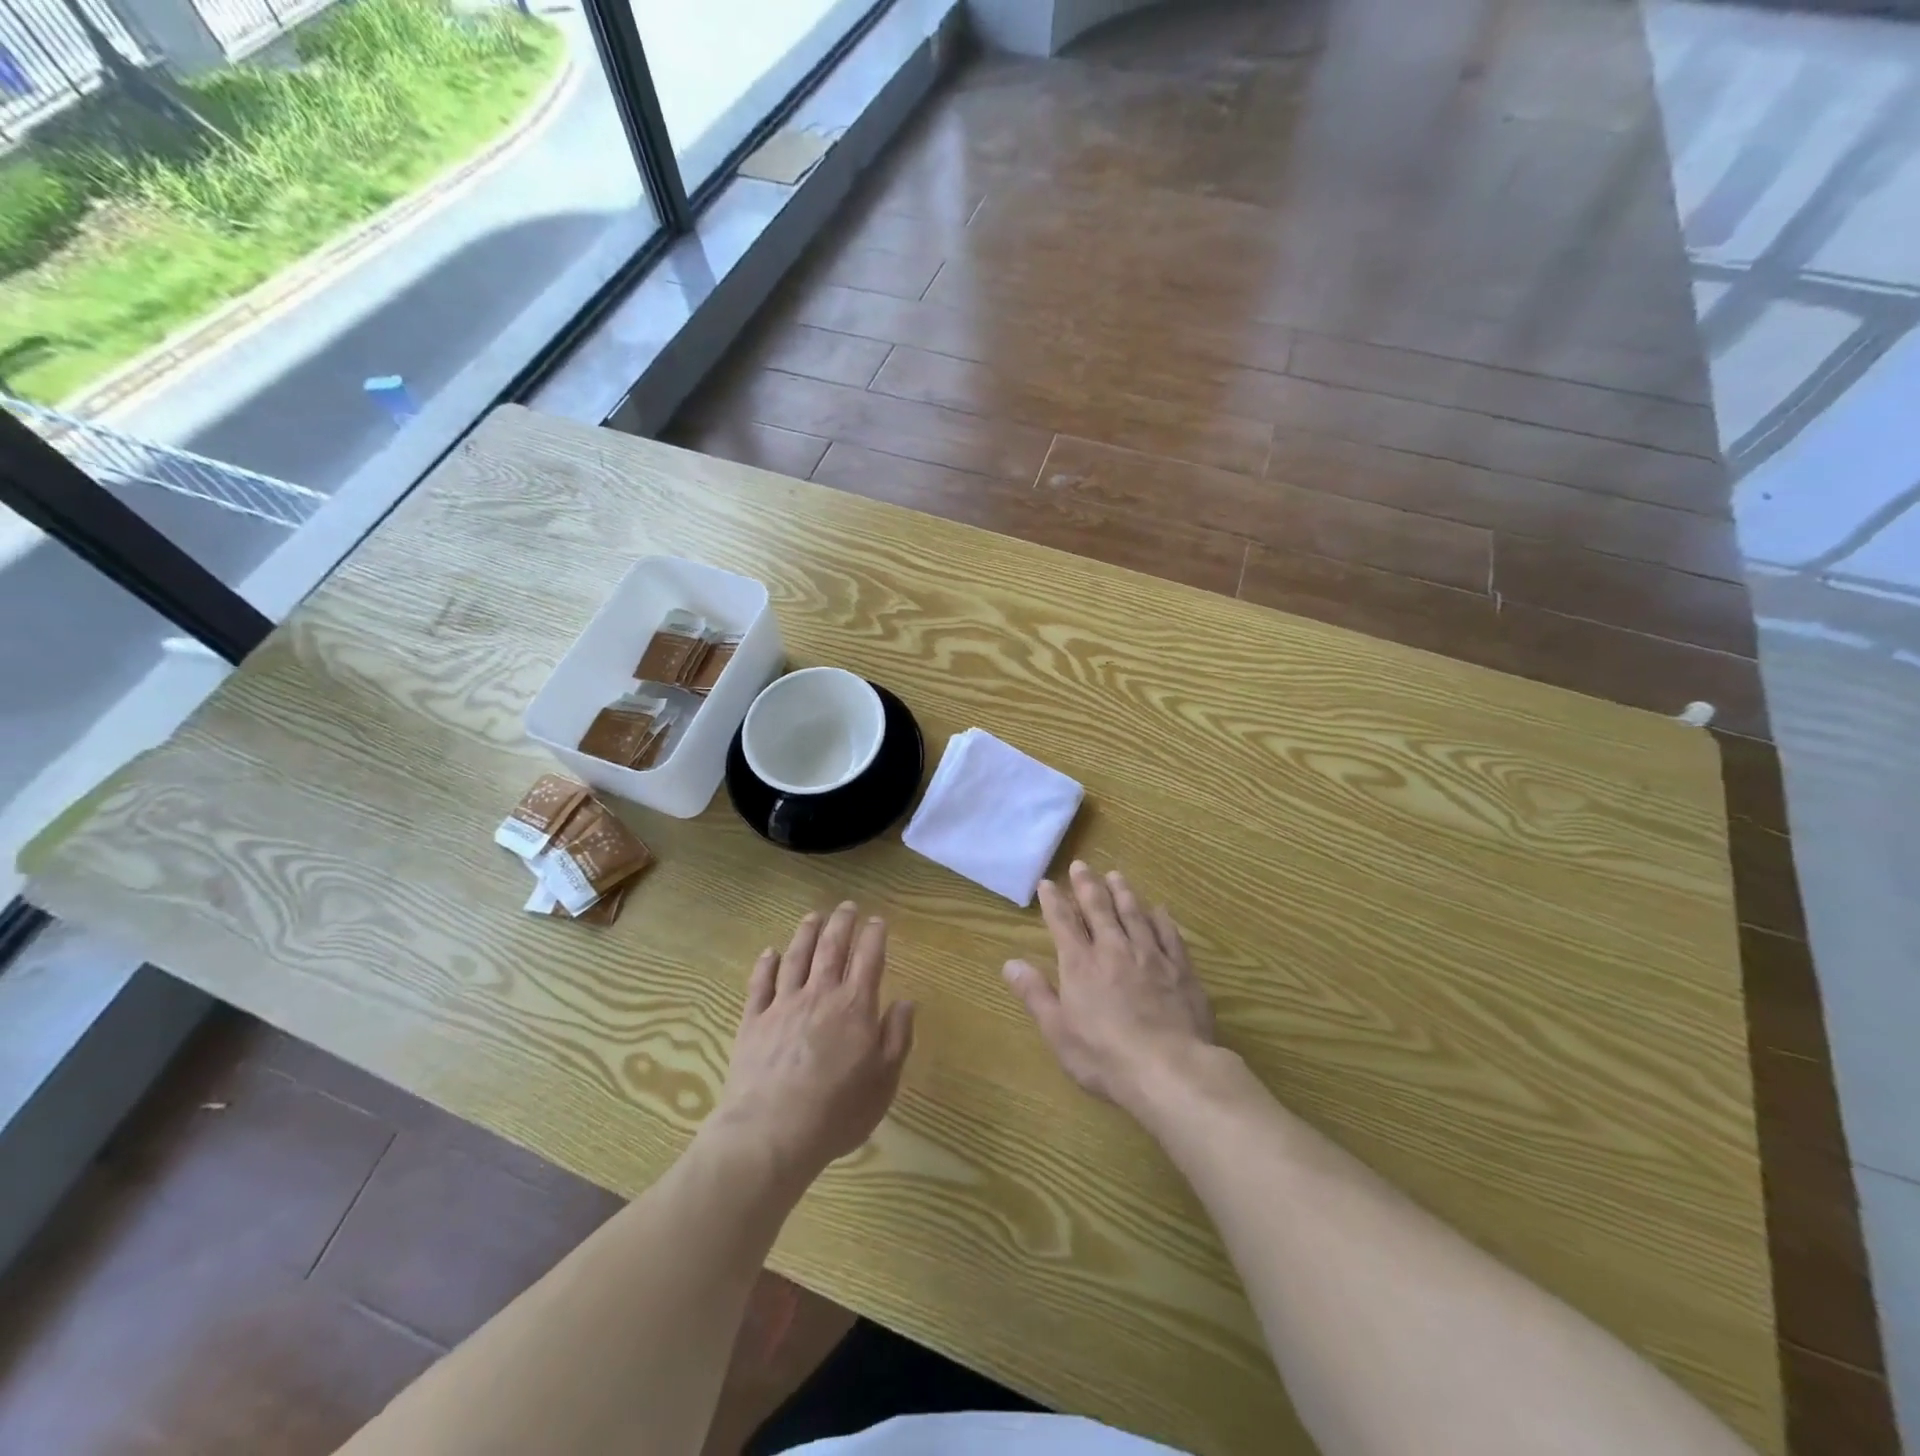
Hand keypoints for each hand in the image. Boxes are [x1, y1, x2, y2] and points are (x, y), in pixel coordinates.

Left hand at [713, 903, 915, 1183]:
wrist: (771, 1133)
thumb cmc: (837, 1112)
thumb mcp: (884, 1081)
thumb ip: (897, 1037)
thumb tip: (905, 1002)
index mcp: (855, 1006)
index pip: (869, 958)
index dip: (874, 935)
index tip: (877, 920)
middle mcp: (820, 994)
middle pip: (831, 947)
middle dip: (842, 922)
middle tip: (847, 906)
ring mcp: (783, 1005)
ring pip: (796, 956)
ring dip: (807, 932)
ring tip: (813, 916)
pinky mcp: (753, 1021)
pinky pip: (760, 983)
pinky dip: (767, 964)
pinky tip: (770, 953)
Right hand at [1003, 861, 1213, 1111]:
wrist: (1169, 1069)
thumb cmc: (1105, 1056)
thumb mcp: (1058, 1031)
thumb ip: (1035, 994)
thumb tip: (1010, 963)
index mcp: (1081, 964)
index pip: (1063, 923)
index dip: (1054, 901)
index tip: (1047, 883)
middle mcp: (1114, 950)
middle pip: (1099, 909)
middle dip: (1087, 886)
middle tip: (1081, 865)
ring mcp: (1150, 956)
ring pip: (1134, 914)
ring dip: (1123, 893)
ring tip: (1116, 875)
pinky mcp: (1180, 969)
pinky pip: (1169, 934)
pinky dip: (1162, 919)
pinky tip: (1159, 909)